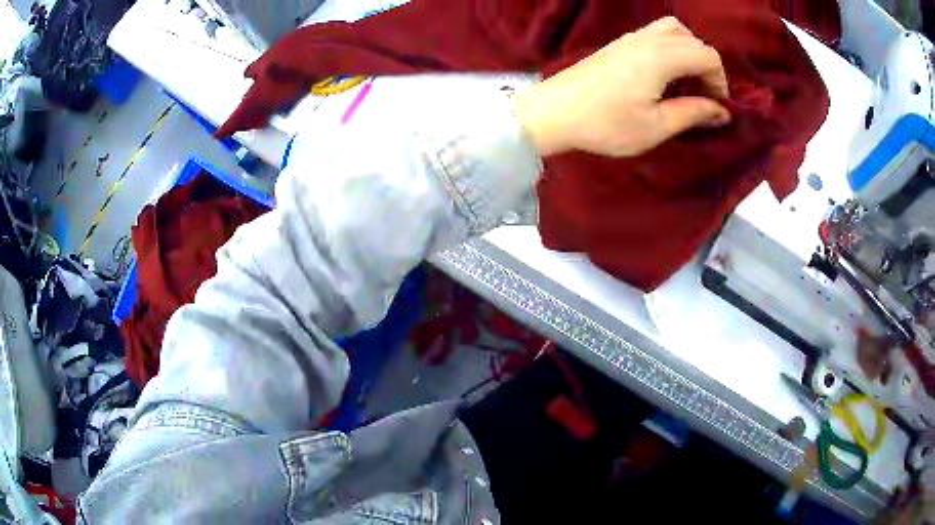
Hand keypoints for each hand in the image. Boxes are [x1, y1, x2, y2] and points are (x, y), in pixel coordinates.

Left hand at [514, 16, 730, 157]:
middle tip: (702, 96)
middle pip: (692, 39)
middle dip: (706, 67)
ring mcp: (629, 38)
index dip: (720, 81)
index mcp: (661, 57)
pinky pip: (654, 34)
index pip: (707, 55)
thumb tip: (721, 111)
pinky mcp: (617, 44)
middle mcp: (647, 39)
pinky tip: (662, 75)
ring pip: (672, 30)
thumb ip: (692, 114)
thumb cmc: (605, 124)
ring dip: (687, 52)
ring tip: (684, 83)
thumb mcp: (655, 126)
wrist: (553, 112)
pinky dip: (669, 48)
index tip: (715, 107)